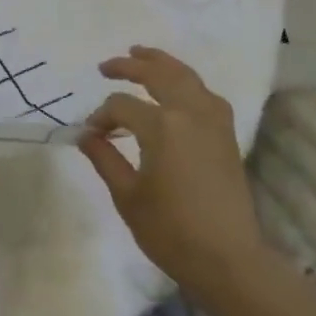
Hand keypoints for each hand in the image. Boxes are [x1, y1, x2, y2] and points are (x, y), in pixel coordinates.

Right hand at [79, 46, 266, 293]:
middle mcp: (189, 113)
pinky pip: (205, 94)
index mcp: (161, 126)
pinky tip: (178, 88)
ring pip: (186, 76)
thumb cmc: (172, 231)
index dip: (101, 117)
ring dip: (161, 62)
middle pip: (157, 74)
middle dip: (128, 66)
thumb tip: (86, 135)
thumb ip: (104, 158)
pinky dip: (188, 82)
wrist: (230, 262)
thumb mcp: (128, 196)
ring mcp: (213, 122)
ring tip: (141, 53)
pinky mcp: (227, 135)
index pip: (121, 106)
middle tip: (105, 66)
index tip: (91, 135)